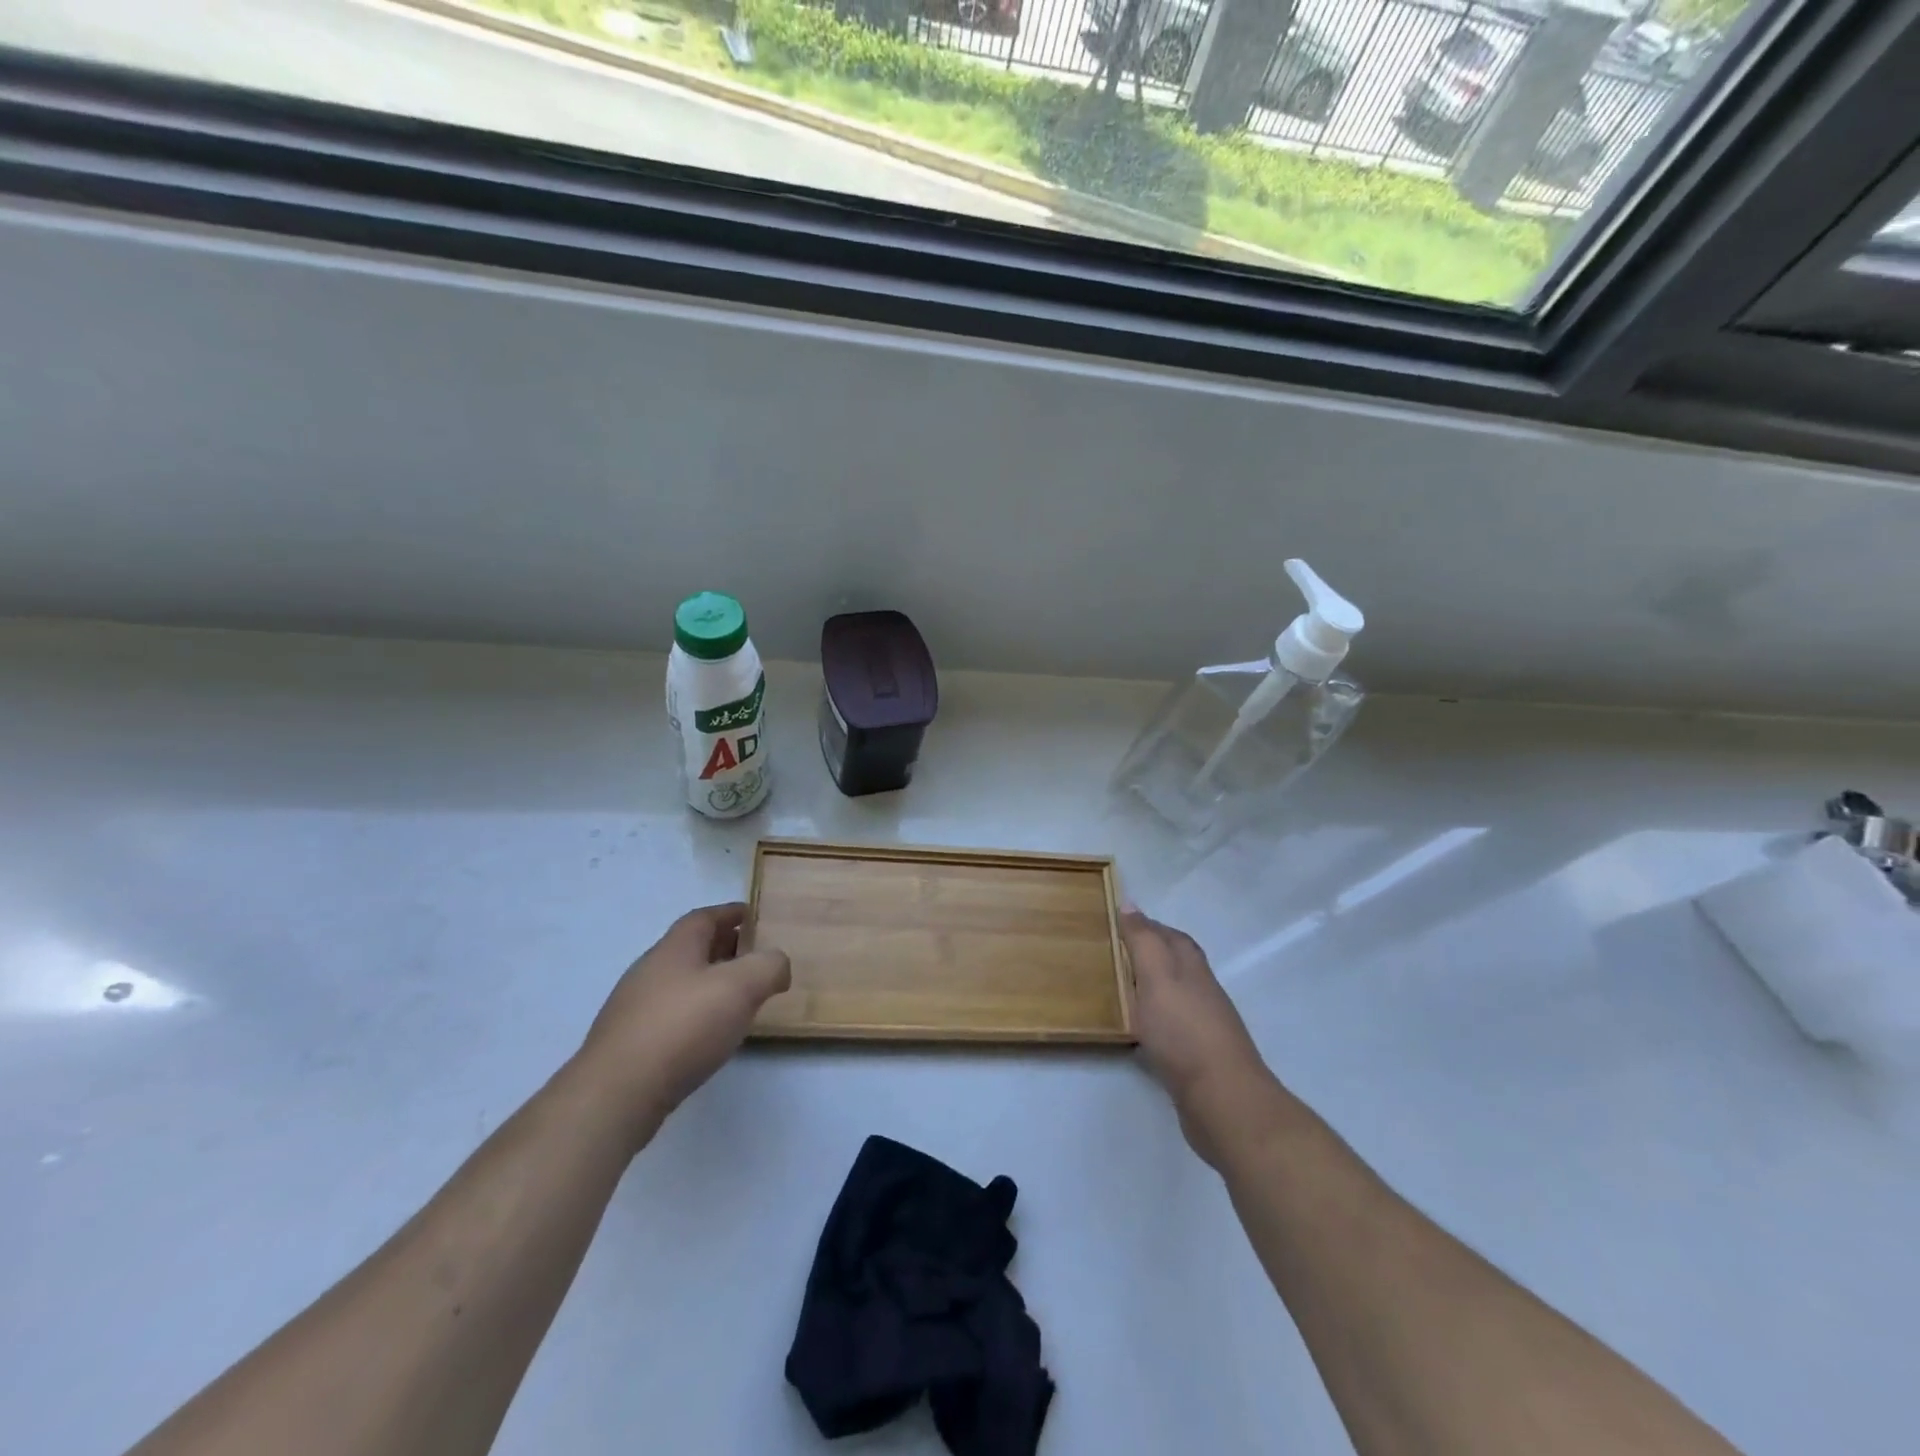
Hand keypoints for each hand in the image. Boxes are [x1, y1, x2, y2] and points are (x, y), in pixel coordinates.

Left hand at [574, 902, 790, 1142]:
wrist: (617, 1094)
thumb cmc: (684, 1027)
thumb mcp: (742, 986)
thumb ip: (768, 966)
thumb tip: (777, 963)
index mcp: (675, 947)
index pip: (704, 917)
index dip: (731, 913)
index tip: (755, 916)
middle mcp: (650, 969)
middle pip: (691, 948)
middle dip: (724, 947)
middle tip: (754, 957)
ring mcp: (634, 1007)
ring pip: (680, 983)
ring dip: (709, 983)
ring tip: (738, 999)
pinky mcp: (629, 1043)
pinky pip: (670, 1015)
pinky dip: (694, 1013)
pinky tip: (708, 1035)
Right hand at [1123, 910, 1276, 1165]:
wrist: (1223, 1099)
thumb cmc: (1184, 1031)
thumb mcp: (1157, 976)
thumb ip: (1143, 941)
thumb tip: (1130, 903)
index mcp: (1192, 967)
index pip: (1170, 936)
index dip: (1147, 927)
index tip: (1119, 923)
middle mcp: (1202, 991)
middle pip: (1176, 964)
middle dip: (1149, 955)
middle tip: (1114, 955)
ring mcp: (1203, 1026)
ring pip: (1173, 996)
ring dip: (1150, 989)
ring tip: (1119, 990)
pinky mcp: (1197, 1058)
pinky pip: (1170, 1029)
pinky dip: (1153, 1021)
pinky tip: (1137, 1032)